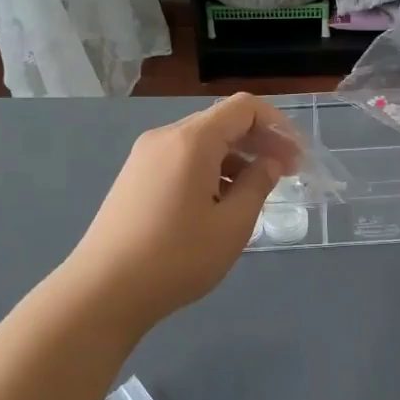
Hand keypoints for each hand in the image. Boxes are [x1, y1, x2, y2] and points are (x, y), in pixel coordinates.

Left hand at [65, 93, 300, 330]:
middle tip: (285, 175)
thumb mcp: (232, 225)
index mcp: (192, 140)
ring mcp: (145, 157)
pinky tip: (218, 204)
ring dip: (235, 158)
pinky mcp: (134, 178)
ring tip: (254, 194)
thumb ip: (257, 185)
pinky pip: (181, 160)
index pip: (244, 108)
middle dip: (259, 142)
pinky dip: (209, 170)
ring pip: (201, 142)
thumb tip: (270, 163)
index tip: (297, 158)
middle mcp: (166, 137)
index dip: (278, 126)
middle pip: (222, 122)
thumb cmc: (176, 258)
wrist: (102, 291)